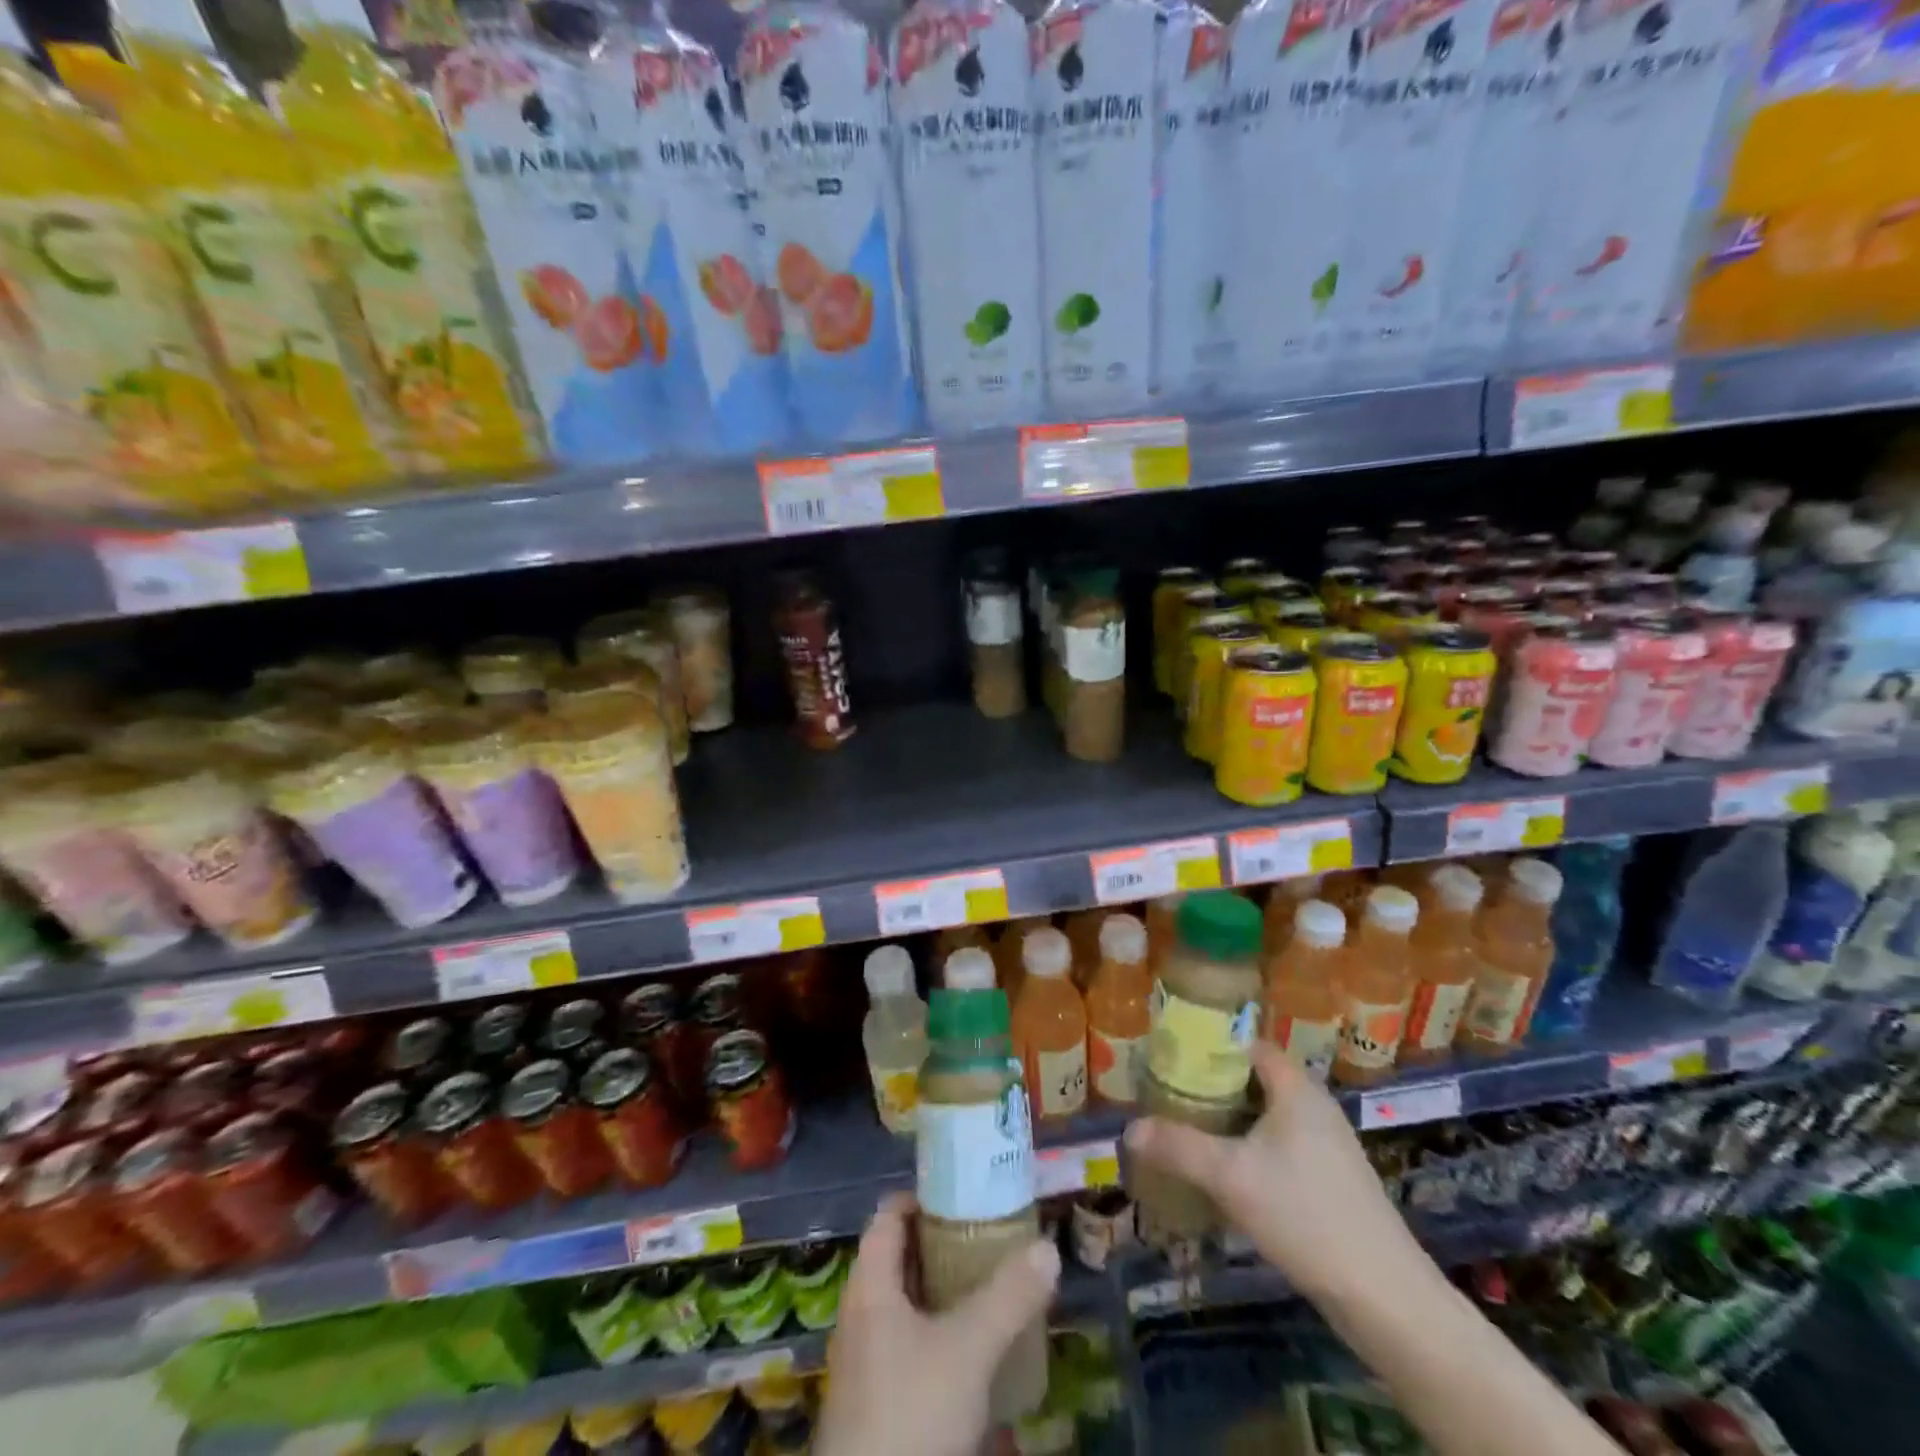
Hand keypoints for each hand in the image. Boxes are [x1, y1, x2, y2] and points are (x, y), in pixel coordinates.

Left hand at [815, 1192, 1060, 1455]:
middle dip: (942, 1242)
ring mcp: (865, 1362)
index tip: (965, 1192)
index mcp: (869, 1286)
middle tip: (990, 1233)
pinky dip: (939, 1331)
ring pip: (905, 1303)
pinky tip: (974, 1347)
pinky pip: (908, 1344)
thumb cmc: (911, 1414)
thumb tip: (1048, 1248)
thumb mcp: (968, 1350)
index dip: (923, 1196)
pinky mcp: (877, 1402)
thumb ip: (1008, 1297)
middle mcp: (860, 1314)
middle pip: (899, 1257)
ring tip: (990, 1282)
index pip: (888, 1216)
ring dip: (943, 1289)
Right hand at [1124, 1042, 1427, 1308]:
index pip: (1249, 1045)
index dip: (1211, 1046)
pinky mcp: (1332, 1181)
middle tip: (1171, 1095)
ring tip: (1190, 1130)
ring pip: (1267, 1116)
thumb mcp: (1230, 1177)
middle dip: (1213, 1086)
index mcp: (1296, 1088)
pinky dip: (1251, 1148)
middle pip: (1255, 1079)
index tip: (1172, 1057)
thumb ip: (1178, 1147)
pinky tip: (1227, 1174)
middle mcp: (1315, 1106)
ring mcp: (1328, 1145)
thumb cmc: (1305, 1214)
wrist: (1385, 1297)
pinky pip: (1281, 1146)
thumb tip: (1128, 1130)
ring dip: (1231, 1121)